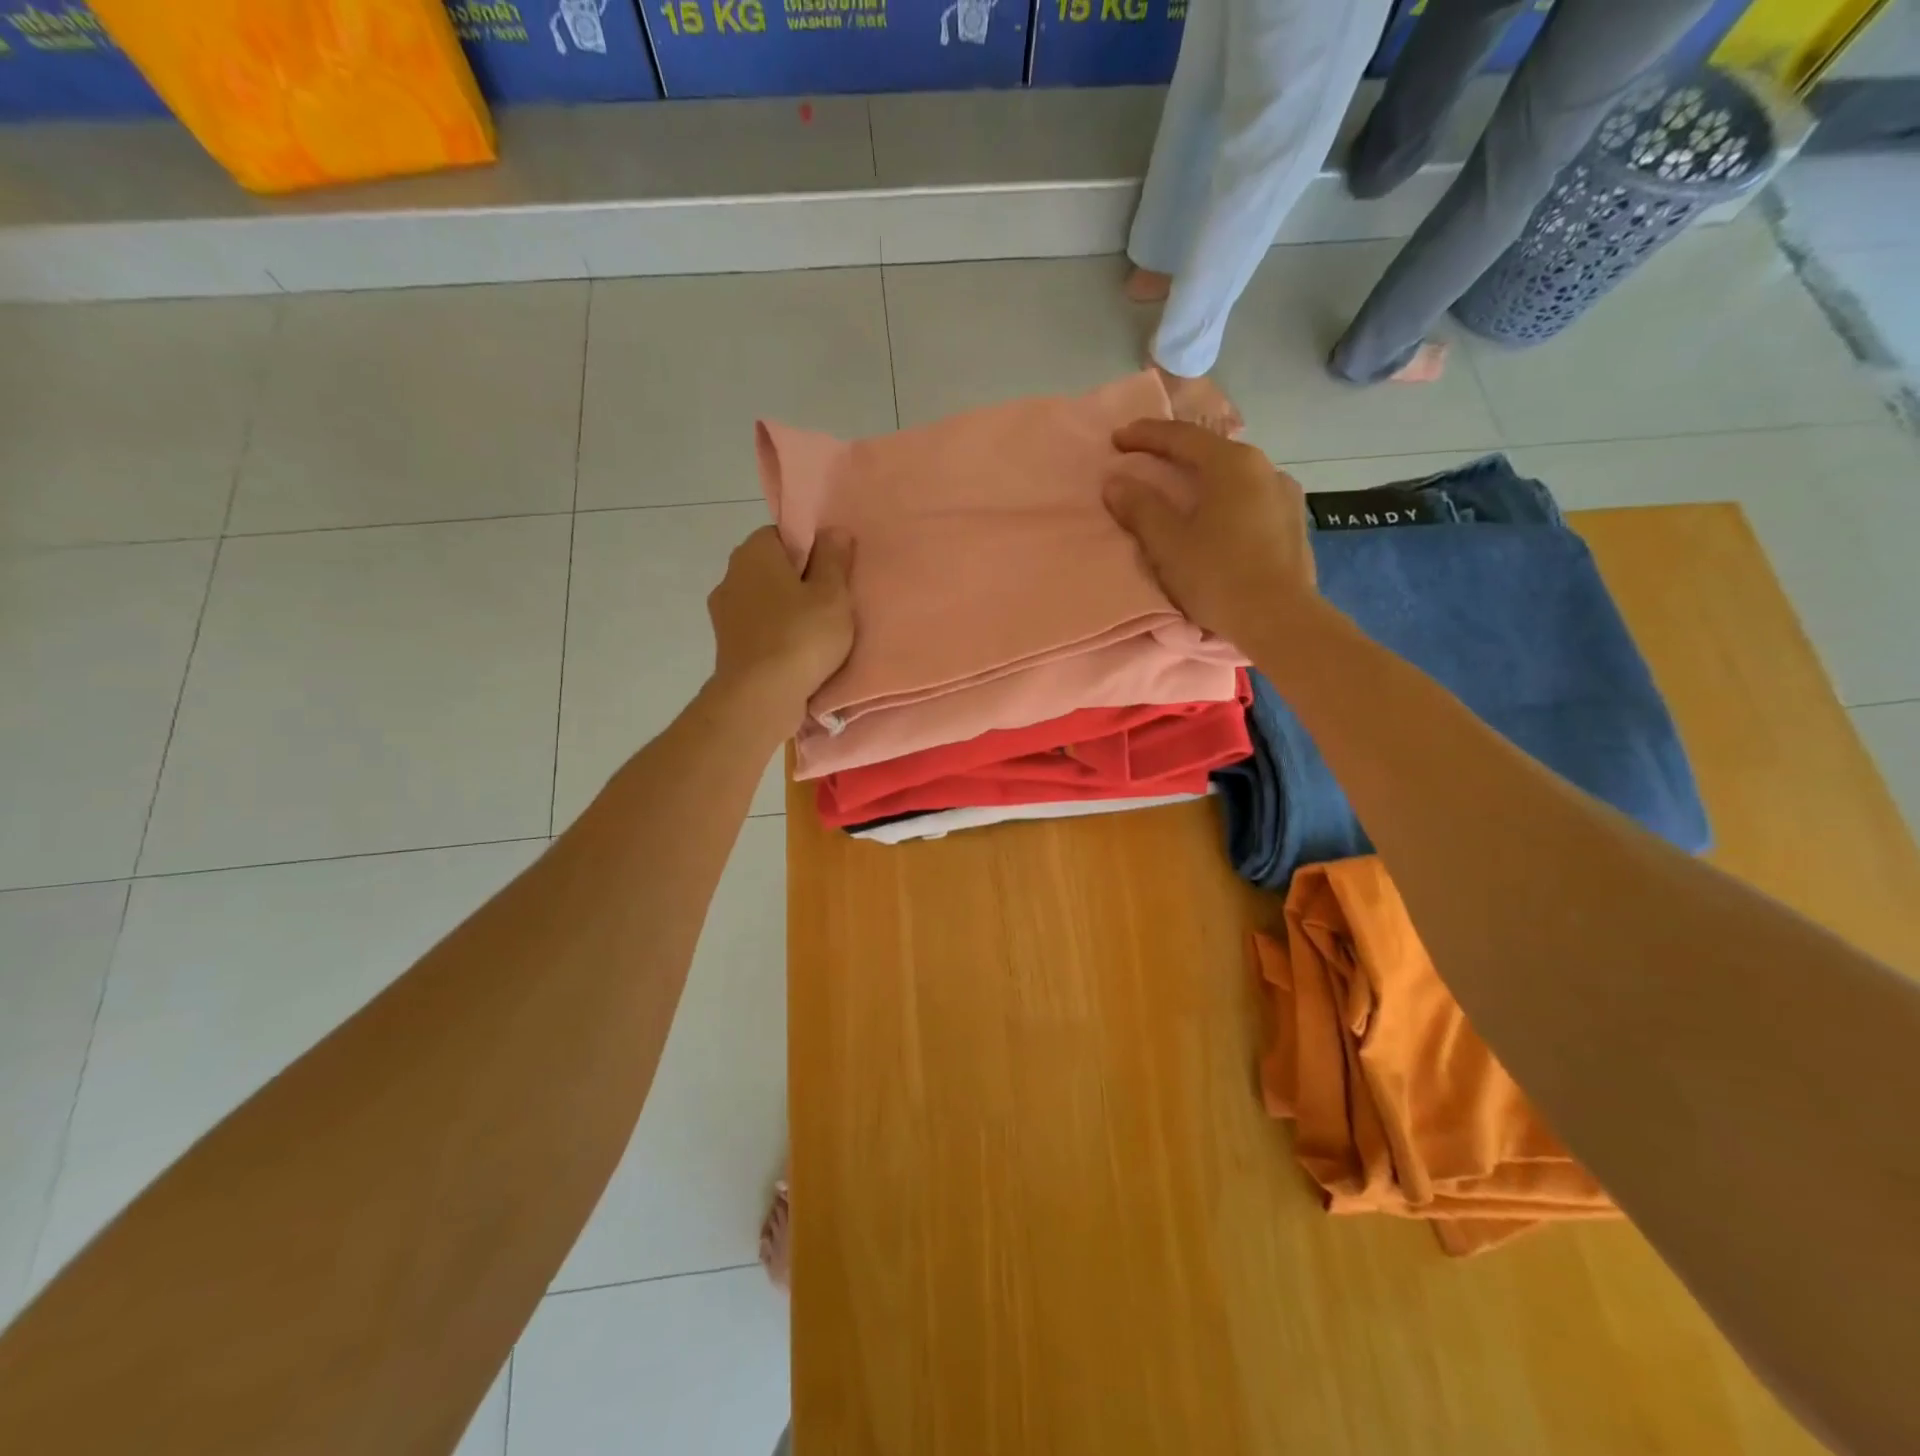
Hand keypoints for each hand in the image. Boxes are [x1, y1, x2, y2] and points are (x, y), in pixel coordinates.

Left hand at [707, 526, 854, 731]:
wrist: (760, 697)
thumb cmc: (801, 637)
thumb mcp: (832, 594)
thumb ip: (834, 559)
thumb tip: (833, 531)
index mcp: (754, 552)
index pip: (783, 534)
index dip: (811, 550)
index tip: (831, 574)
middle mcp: (731, 574)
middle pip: (772, 567)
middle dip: (798, 581)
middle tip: (830, 604)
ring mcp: (724, 612)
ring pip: (764, 599)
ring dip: (786, 610)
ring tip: (815, 633)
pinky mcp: (726, 644)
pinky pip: (757, 628)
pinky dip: (775, 634)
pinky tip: (796, 652)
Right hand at [1104, 419, 1315, 650]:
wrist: (1279, 619)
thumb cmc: (1217, 576)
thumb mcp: (1167, 543)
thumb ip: (1140, 508)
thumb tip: (1116, 482)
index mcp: (1231, 464)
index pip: (1181, 437)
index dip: (1145, 436)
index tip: (1117, 440)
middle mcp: (1264, 467)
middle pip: (1211, 452)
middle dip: (1175, 454)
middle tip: (1146, 461)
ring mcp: (1285, 494)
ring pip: (1234, 476)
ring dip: (1204, 478)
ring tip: (1182, 491)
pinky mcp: (1294, 523)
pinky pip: (1251, 499)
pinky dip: (1226, 499)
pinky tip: (1218, 516)